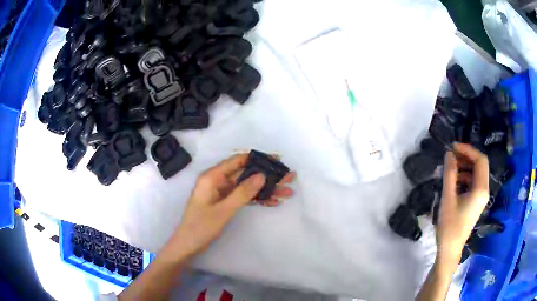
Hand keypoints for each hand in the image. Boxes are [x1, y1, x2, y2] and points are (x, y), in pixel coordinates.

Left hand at [171, 154, 295, 257]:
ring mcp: (222, 193)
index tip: (277, 160)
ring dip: (266, 189)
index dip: (258, 159)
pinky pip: (244, 198)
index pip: (237, 161)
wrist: (188, 245)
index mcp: (212, 177)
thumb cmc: (201, 227)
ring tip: (287, 190)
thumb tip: (262, 175)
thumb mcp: (223, 210)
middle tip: (289, 177)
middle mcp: (217, 181)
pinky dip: (258, 199)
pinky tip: (274, 201)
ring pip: (248, 187)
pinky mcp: (225, 203)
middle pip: (246, 174)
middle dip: (267, 176)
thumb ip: (242, 192)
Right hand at [437, 143, 488, 263]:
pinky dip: (465, 175)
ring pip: (477, 172)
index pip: (480, 160)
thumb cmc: (449, 226)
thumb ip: (450, 174)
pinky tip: (454, 179)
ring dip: (465, 165)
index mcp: (481, 189)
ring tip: (451, 166)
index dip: (468, 150)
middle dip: (467, 156)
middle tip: (451, 155)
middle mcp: (484, 190)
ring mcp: (481, 196)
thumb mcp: (448, 199)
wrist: (450, 250)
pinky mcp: (476, 201)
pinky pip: (474, 181)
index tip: (453, 147)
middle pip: (480, 165)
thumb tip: (449, 153)